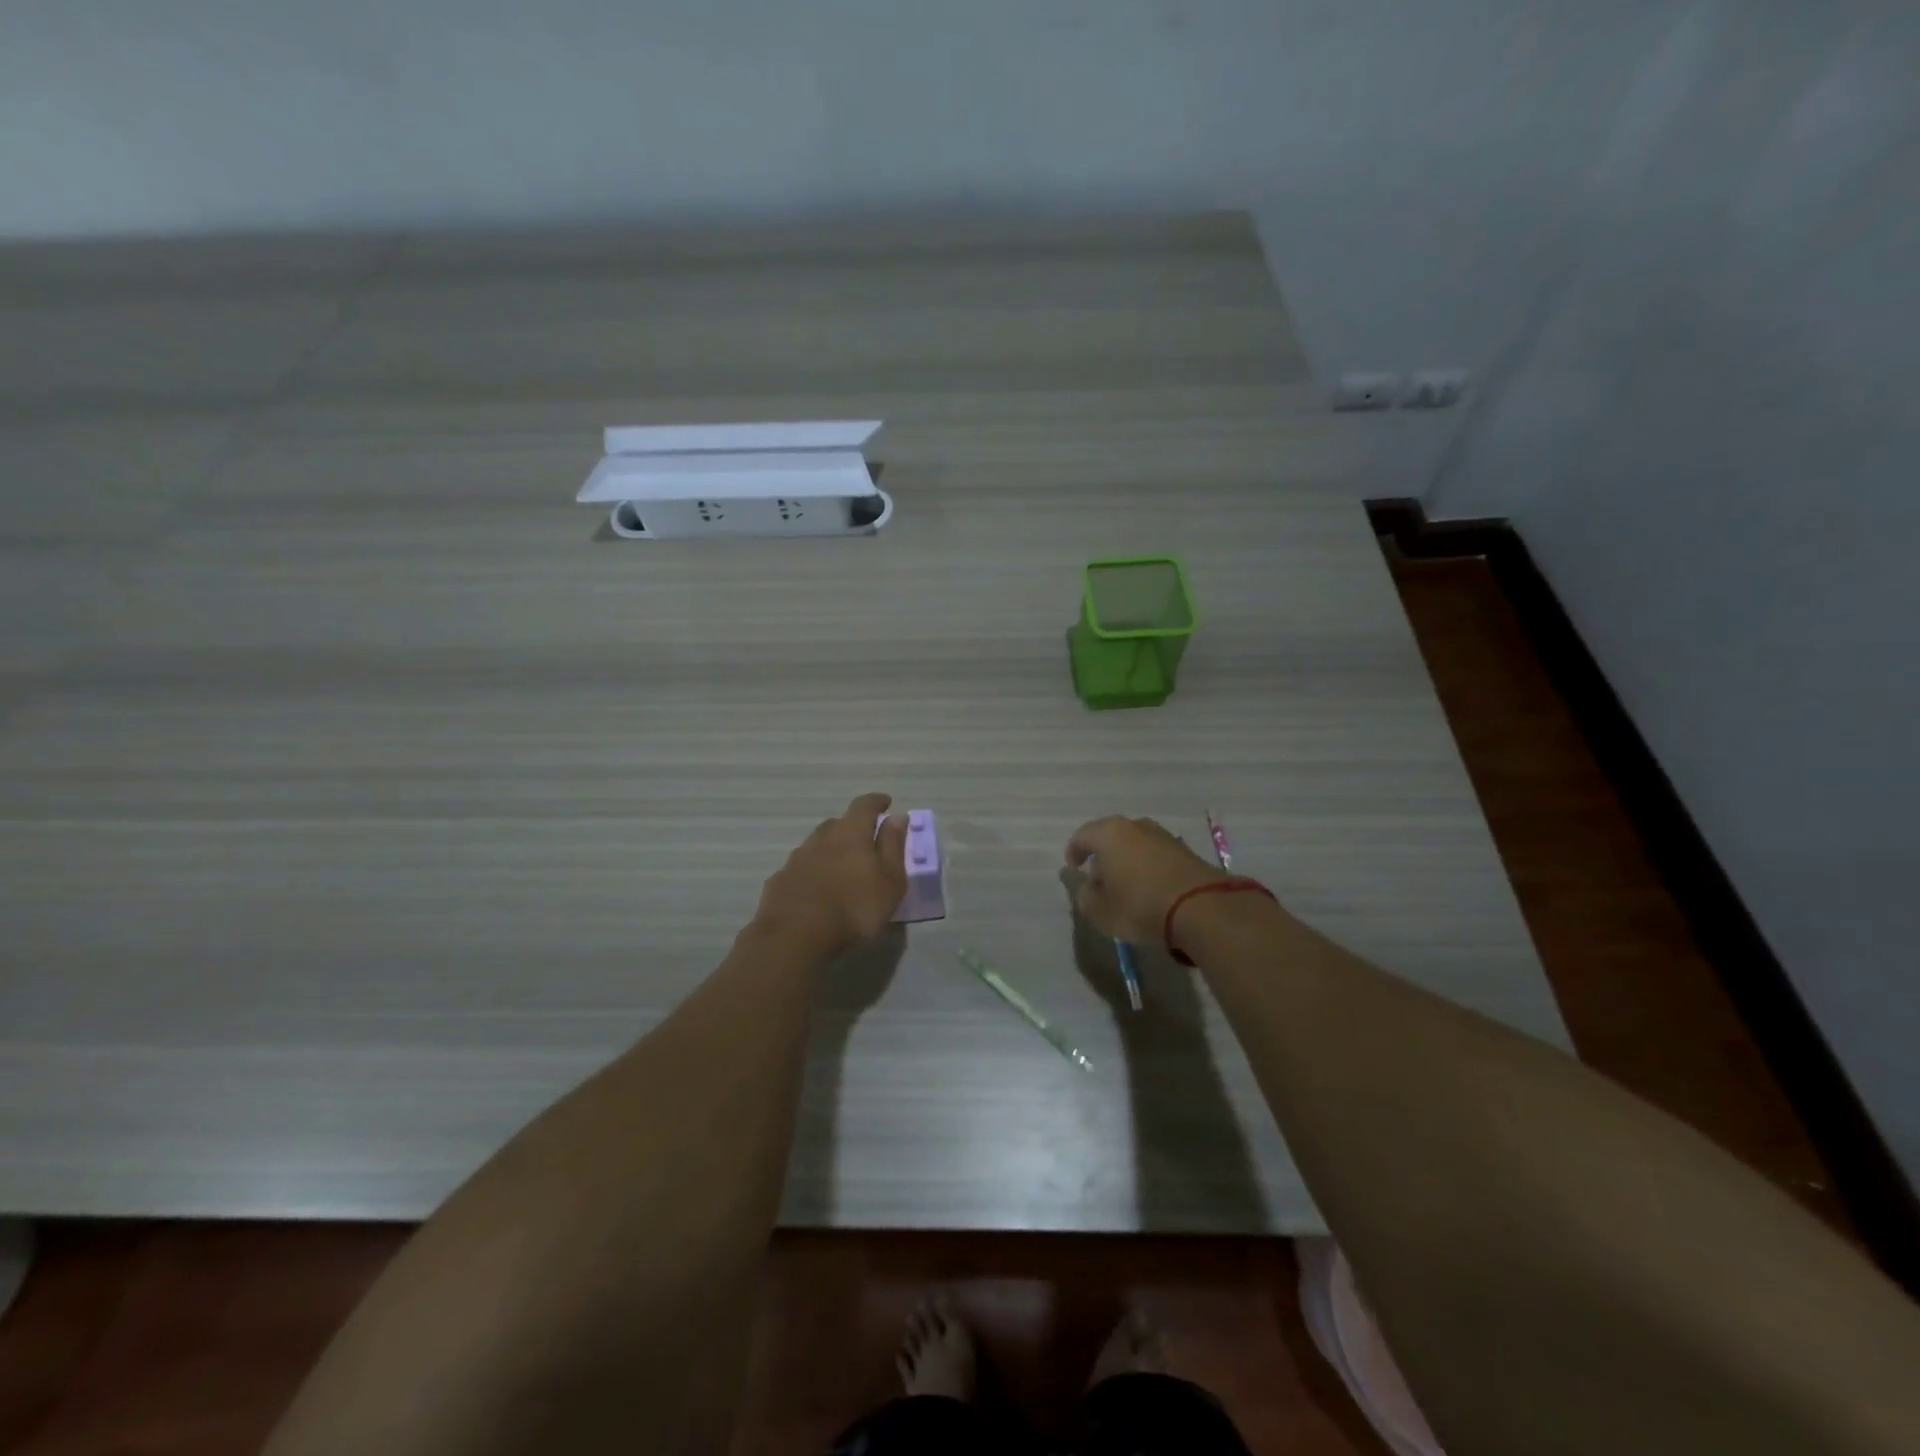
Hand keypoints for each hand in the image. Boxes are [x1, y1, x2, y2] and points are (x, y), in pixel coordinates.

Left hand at [753, 793, 908, 955]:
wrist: (794, 936)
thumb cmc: (854, 908)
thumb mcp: (889, 879)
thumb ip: (893, 845)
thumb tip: (897, 817)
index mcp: (851, 833)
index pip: (865, 805)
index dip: (877, 802)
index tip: (886, 803)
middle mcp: (821, 838)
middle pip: (838, 823)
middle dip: (853, 828)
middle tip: (865, 843)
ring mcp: (796, 859)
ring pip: (817, 845)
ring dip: (831, 850)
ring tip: (841, 869)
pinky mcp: (779, 881)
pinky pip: (801, 868)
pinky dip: (812, 872)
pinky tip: (816, 890)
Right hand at [1065, 816, 1232, 946]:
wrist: (1202, 908)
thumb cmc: (1140, 906)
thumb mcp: (1100, 910)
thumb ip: (1083, 894)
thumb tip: (1080, 881)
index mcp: (1108, 834)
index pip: (1081, 837)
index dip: (1074, 854)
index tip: (1074, 871)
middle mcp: (1134, 825)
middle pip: (1108, 836)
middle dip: (1100, 855)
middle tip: (1098, 880)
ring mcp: (1162, 834)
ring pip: (1133, 843)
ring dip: (1125, 859)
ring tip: (1125, 885)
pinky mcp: (1184, 848)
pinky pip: (1154, 853)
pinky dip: (1146, 865)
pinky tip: (1149, 886)